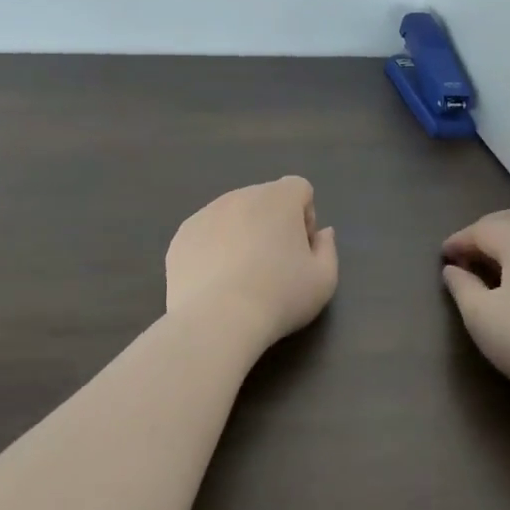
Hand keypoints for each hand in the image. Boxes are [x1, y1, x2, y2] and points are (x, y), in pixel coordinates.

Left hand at [166, 177, 338, 350]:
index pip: (299, 189)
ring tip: (240, 277)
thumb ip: (328, 249)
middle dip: (272, 224)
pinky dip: (213, 249)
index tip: (300, 250)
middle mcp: (241, 195)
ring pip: (232, 215)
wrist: (216, 320)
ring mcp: (206, 212)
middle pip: (264, 200)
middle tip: (272, 266)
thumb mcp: (323, 281)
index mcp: (278, 198)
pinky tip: (215, 283)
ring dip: (241, 234)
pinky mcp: (182, 235)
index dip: (305, 217)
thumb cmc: (278, 296)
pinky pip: (205, 233)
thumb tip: (322, 232)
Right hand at [441, 209, 509, 407]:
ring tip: (490, 264)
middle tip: (465, 255)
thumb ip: (462, 287)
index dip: (458, 241)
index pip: (480, 229)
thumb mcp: (482, 318)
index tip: (443, 258)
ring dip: (505, 240)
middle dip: (482, 232)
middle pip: (507, 220)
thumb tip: (452, 269)